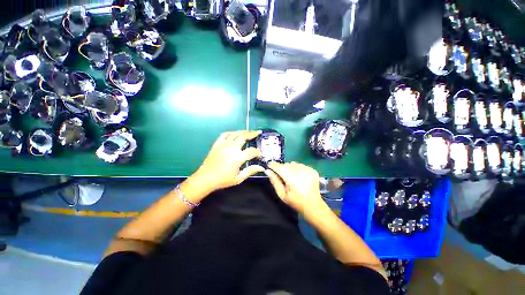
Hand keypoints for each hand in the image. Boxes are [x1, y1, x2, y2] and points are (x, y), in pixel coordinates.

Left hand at [191, 130, 264, 194]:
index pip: (252, 151)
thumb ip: (250, 171)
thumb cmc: (222, 180)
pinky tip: (235, 133)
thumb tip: (261, 167)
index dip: (258, 152)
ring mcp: (223, 145)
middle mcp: (231, 148)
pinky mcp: (217, 144)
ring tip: (249, 131)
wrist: (205, 179)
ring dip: (243, 131)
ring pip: (235, 134)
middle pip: (244, 137)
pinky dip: (231, 132)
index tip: (260, 154)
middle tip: (258, 133)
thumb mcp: (238, 178)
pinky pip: (225, 134)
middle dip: (252, 134)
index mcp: (237, 158)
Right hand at [265, 162, 323, 213]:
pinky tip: (299, 177)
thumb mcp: (282, 194)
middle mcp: (300, 172)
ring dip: (290, 168)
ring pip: (293, 164)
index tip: (269, 166)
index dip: (273, 165)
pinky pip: (301, 165)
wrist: (313, 205)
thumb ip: (274, 181)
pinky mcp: (312, 170)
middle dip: (282, 168)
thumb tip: (268, 171)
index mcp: (292, 179)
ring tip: (292, 177)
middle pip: (286, 164)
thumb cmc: (295, 201)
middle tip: (283, 176)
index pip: (279, 167)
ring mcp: (308, 170)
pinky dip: (298, 169)